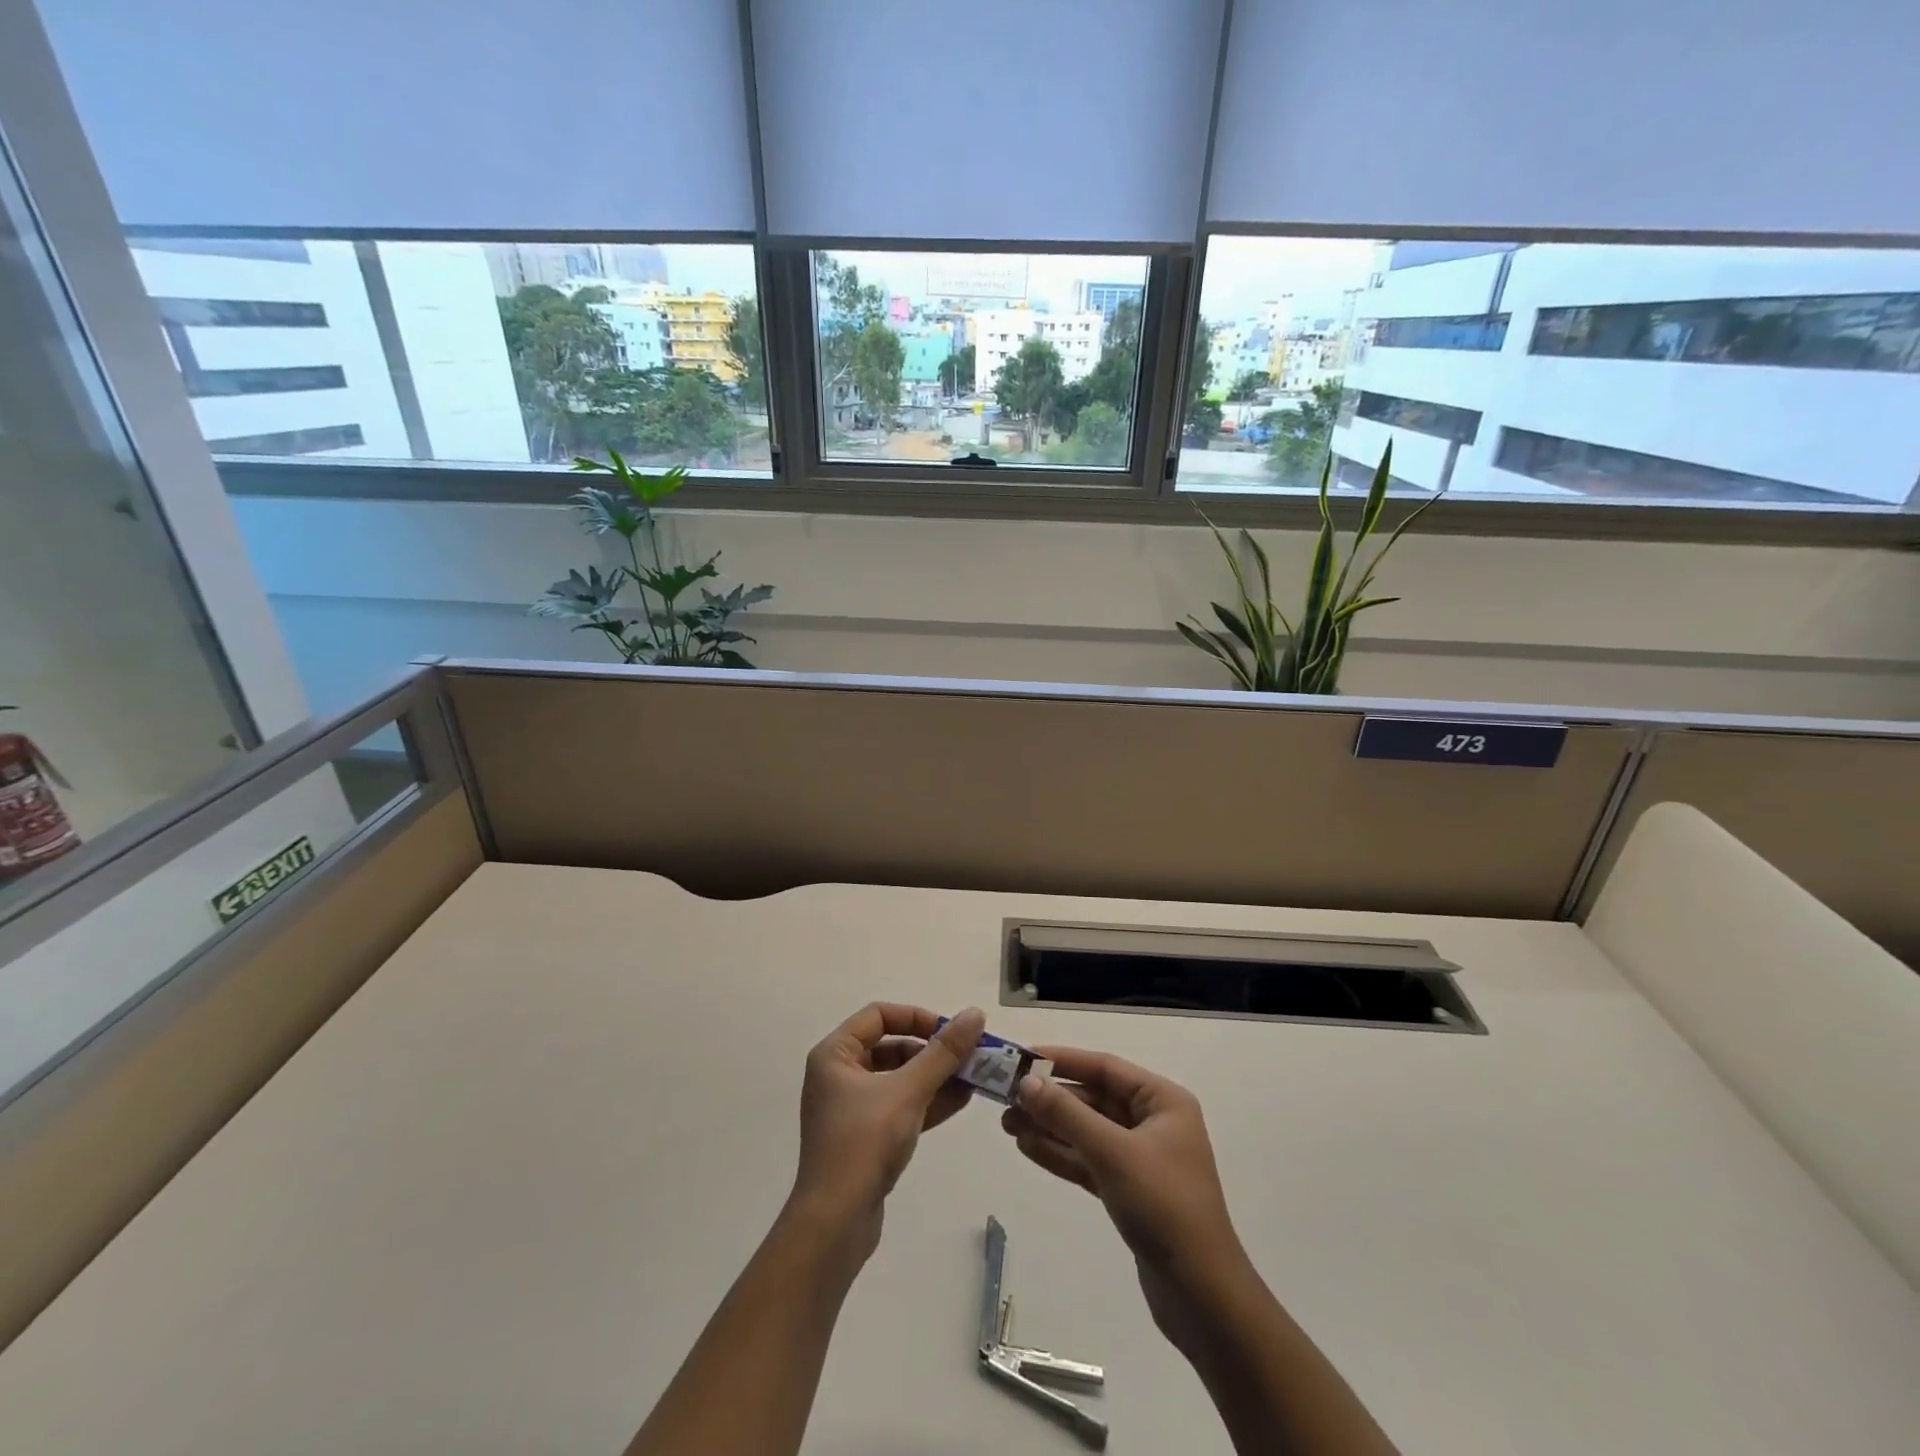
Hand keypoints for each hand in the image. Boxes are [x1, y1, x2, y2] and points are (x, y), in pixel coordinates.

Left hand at [789, 1003, 985, 1258]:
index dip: (916, 1017)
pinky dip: (927, 1101)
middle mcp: (839, 1075)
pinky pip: (900, 1106)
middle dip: (932, 1051)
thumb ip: (943, 1053)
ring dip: (935, 1077)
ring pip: (899, 1079)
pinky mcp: (865, 1137)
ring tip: (975, 1078)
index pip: (879, 1016)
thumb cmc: (864, 1143)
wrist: (834, 1223)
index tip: (949, 1031)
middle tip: (969, 1056)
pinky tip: (961, 1100)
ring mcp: (851, 1108)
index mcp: (835, 1054)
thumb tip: (974, 1014)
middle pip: (891, 1046)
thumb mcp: (908, 1091)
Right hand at [1001, 1047, 1247, 1347]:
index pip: (1105, 1067)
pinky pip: (1088, 1160)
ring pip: (1087, 1131)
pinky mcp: (1129, 1190)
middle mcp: (1154, 1122)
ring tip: (1007, 1124)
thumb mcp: (1112, 1153)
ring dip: (1050, 1127)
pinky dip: (1061, 1154)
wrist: (1202, 1296)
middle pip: (1093, 1099)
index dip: (1062, 1060)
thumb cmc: (1163, 1206)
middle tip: (1005, 1099)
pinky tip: (1027, 1147)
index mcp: (1163, 1101)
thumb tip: (1026, 1082)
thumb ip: (1067, 1114)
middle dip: (1051, 1100)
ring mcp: (1141, 1158)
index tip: (1022, 1058)